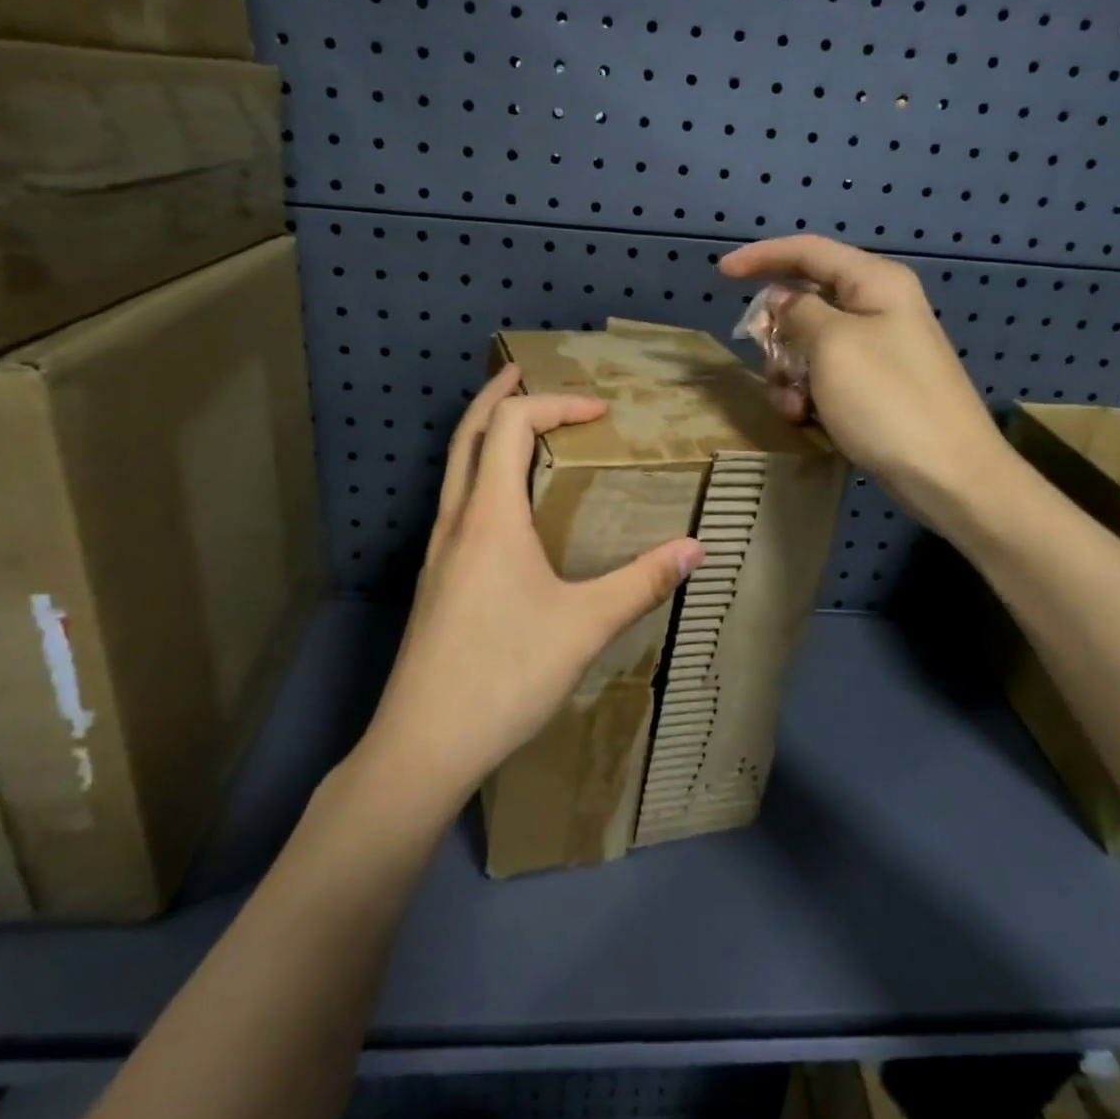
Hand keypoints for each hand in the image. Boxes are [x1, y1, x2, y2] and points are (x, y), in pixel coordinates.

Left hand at [363, 366, 704, 808]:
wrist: (423, 745)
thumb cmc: (505, 675)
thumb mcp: (585, 626)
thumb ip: (642, 582)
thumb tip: (695, 549)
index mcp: (490, 516)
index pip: (511, 424)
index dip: (555, 404)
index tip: (599, 412)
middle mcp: (457, 521)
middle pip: (468, 433)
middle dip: (499, 395)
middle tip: (528, 374)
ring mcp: (440, 551)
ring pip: (457, 468)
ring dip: (485, 434)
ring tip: (521, 428)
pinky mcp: (437, 580)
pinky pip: (459, 503)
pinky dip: (483, 474)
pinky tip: (509, 508)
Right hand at [720, 235, 1011, 533]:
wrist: (948, 474)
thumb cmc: (887, 400)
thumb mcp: (833, 346)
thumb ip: (799, 313)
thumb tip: (784, 301)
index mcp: (874, 283)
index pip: (808, 252)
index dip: (762, 257)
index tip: (722, 273)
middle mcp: (878, 308)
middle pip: (806, 303)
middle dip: (778, 335)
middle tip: (767, 363)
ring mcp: (879, 350)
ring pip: (811, 345)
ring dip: (789, 373)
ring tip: (793, 406)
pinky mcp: (876, 387)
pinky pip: (827, 376)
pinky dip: (808, 394)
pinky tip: (806, 420)